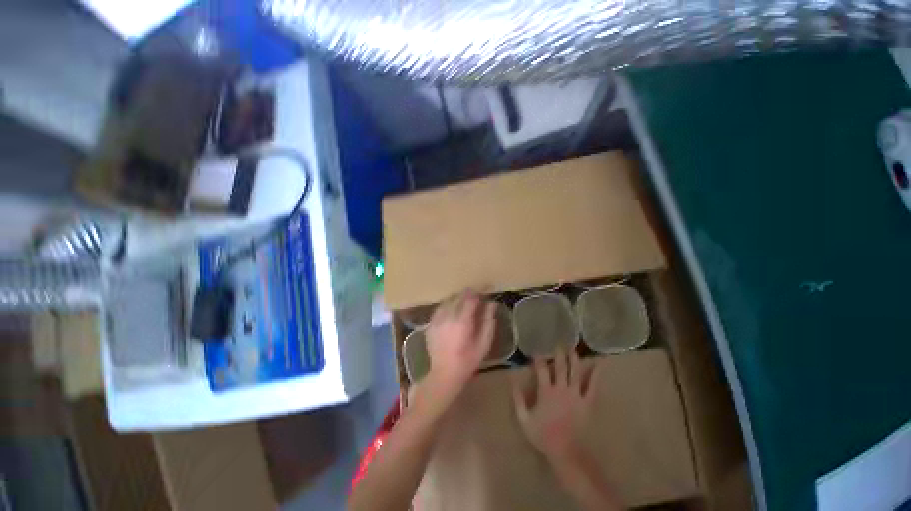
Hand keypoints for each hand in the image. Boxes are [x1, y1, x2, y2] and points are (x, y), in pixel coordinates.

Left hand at [422, 291, 495, 402]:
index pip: (471, 298)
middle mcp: (448, 317)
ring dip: (458, 298)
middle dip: (469, 293)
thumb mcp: (484, 344)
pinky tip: (452, 309)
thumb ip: (488, 322)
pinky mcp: (430, 324)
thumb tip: (492, 304)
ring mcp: (437, 320)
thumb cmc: (468, 361)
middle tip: (476, 294)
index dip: (479, 291)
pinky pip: (440, 308)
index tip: (486, 288)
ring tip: (465, 301)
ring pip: (448, 300)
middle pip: (459, 296)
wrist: (444, 374)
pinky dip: (448, 305)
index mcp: (463, 321)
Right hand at [513, 349, 599, 465]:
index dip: (539, 359)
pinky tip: (599, 365)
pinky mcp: (587, 402)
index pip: (541, 370)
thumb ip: (518, 398)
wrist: (566, 452)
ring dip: (574, 359)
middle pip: (560, 367)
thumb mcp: (524, 419)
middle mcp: (561, 389)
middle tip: (559, 343)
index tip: (537, 351)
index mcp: (546, 392)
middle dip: (559, 355)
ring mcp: (576, 395)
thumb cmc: (543, 435)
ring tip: (573, 348)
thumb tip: (512, 379)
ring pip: (575, 373)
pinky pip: (593, 386)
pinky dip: (596, 375)